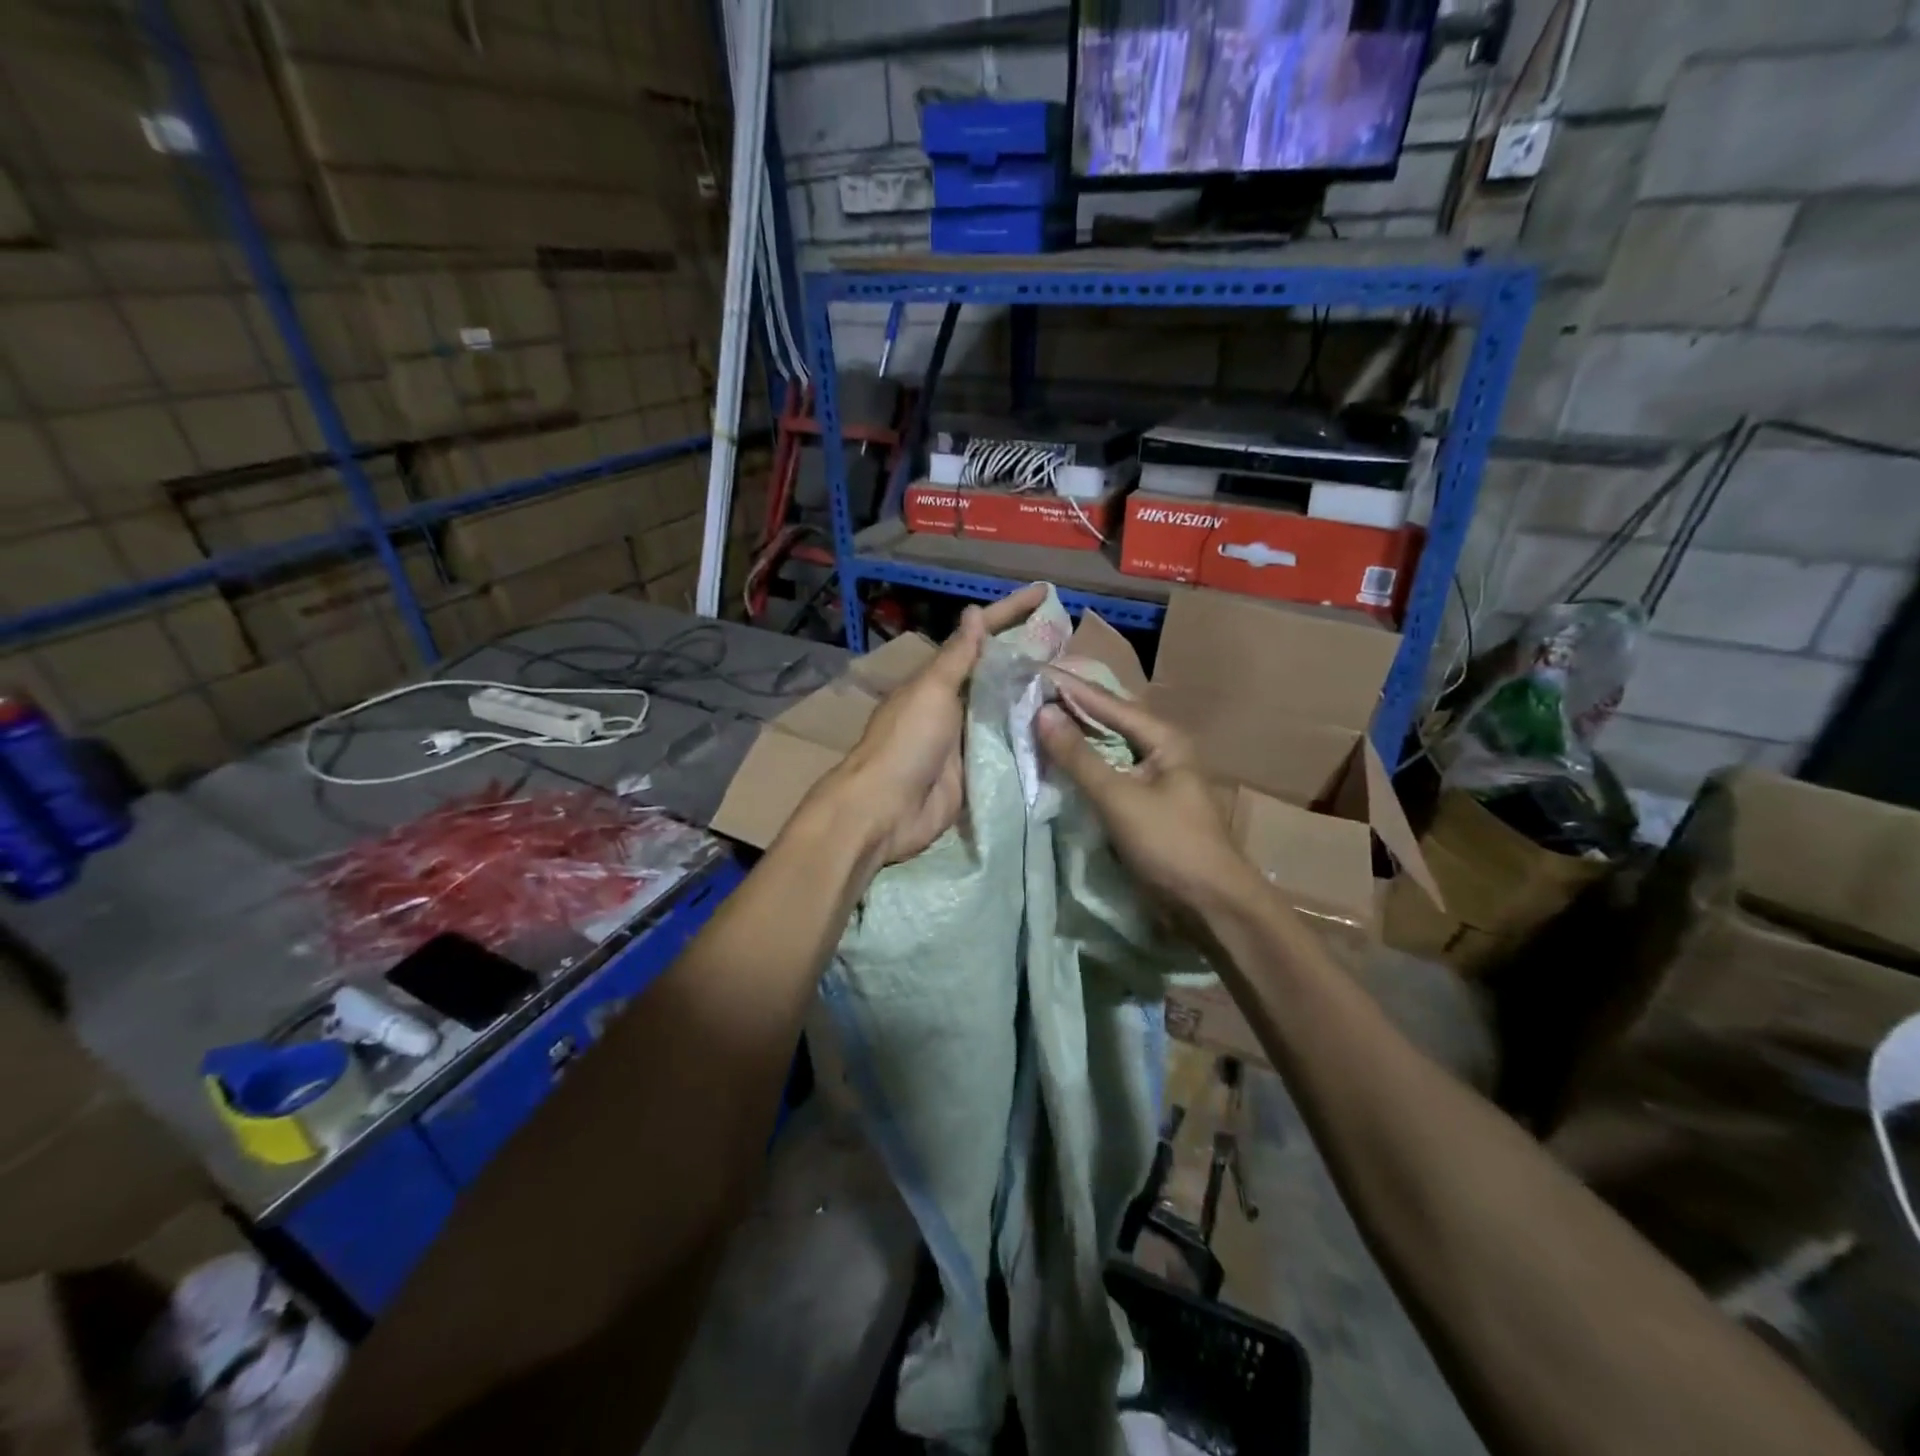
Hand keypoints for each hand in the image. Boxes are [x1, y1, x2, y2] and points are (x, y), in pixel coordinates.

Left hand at [821, 584, 1047, 865]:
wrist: (886, 810)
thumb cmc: (906, 742)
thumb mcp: (931, 692)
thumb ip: (957, 657)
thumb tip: (974, 612)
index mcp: (940, 680)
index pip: (981, 638)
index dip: (1011, 614)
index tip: (1044, 593)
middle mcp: (956, 704)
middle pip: (999, 673)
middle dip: (1032, 656)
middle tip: (1075, 642)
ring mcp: (968, 739)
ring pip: (1009, 710)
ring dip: (1037, 696)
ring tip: (1080, 680)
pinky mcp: (978, 770)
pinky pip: (1010, 747)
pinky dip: (1032, 737)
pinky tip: (1063, 726)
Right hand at [1036, 671, 1263, 917]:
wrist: (1210, 905)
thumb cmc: (1170, 844)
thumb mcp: (1120, 798)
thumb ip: (1079, 756)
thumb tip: (1042, 712)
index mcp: (1163, 738)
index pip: (1107, 702)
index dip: (1069, 687)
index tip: (1032, 672)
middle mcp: (1159, 750)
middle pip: (1108, 720)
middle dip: (1070, 707)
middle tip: (1028, 692)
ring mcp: (1152, 777)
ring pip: (1105, 747)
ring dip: (1073, 736)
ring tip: (1034, 719)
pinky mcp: (1142, 803)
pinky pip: (1105, 773)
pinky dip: (1081, 765)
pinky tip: (1056, 761)